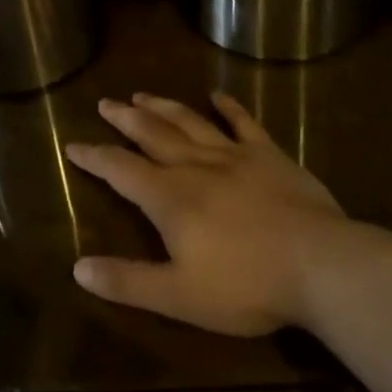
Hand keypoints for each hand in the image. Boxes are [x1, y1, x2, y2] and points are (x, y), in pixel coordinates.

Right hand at [67, 93, 345, 336]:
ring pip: (189, 122)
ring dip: (163, 106)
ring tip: (142, 94)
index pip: (121, 171)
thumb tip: (77, 268)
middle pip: (152, 134)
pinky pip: (243, 122)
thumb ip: (128, 281)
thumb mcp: (179, 297)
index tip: (73, 144)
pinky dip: (228, 106)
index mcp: (170, 198)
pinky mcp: (268, 154)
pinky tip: (217, 94)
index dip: (95, 157)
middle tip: (105, 102)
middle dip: (125, 119)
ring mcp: (234, 155)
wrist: (319, 264)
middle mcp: (195, 166)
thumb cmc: (246, 286)